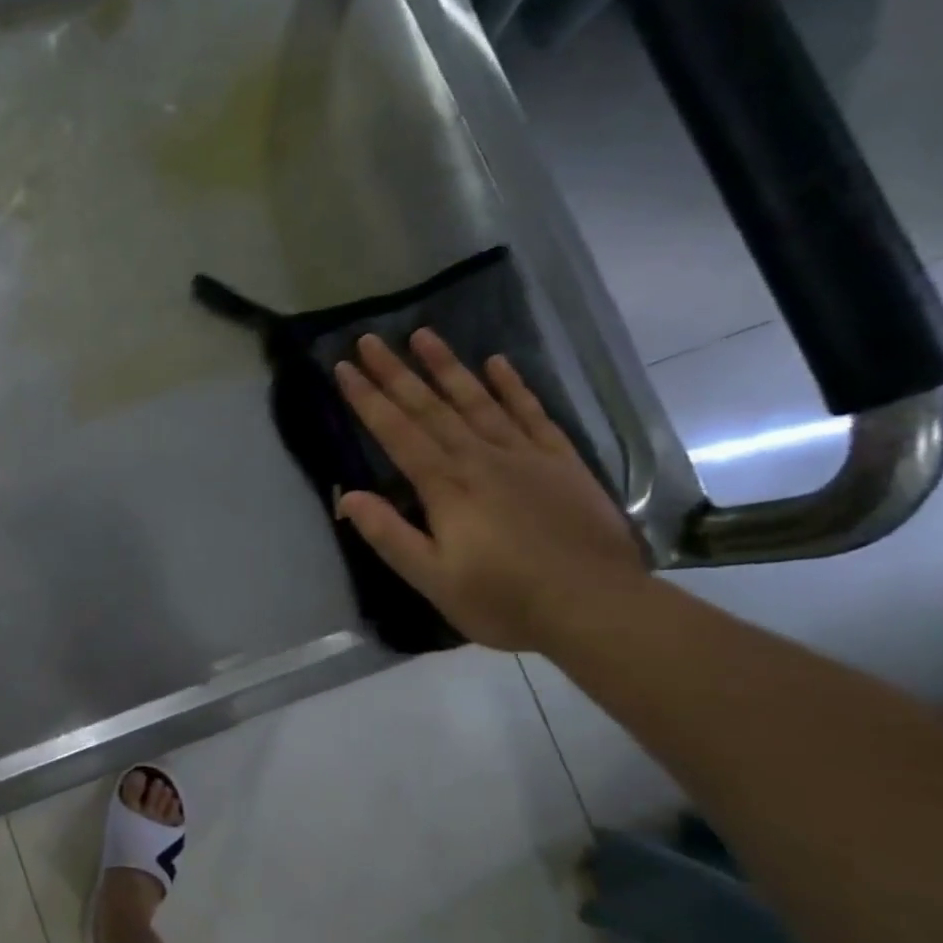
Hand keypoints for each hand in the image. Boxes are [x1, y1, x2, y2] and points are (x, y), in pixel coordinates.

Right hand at [334, 329, 644, 651]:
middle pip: (431, 407)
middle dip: (396, 373)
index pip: (397, 432)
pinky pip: (532, 414)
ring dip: (448, 366)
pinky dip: (513, 387)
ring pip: (478, 400)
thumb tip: (346, 497)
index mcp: (446, 486)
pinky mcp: (561, 462)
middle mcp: (481, 458)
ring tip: (424, 335)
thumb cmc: (506, 600)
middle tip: (371, 339)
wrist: (598, 608)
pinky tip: (498, 364)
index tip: (345, 368)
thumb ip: (389, 535)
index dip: (368, 399)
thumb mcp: (433, 580)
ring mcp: (525, 456)